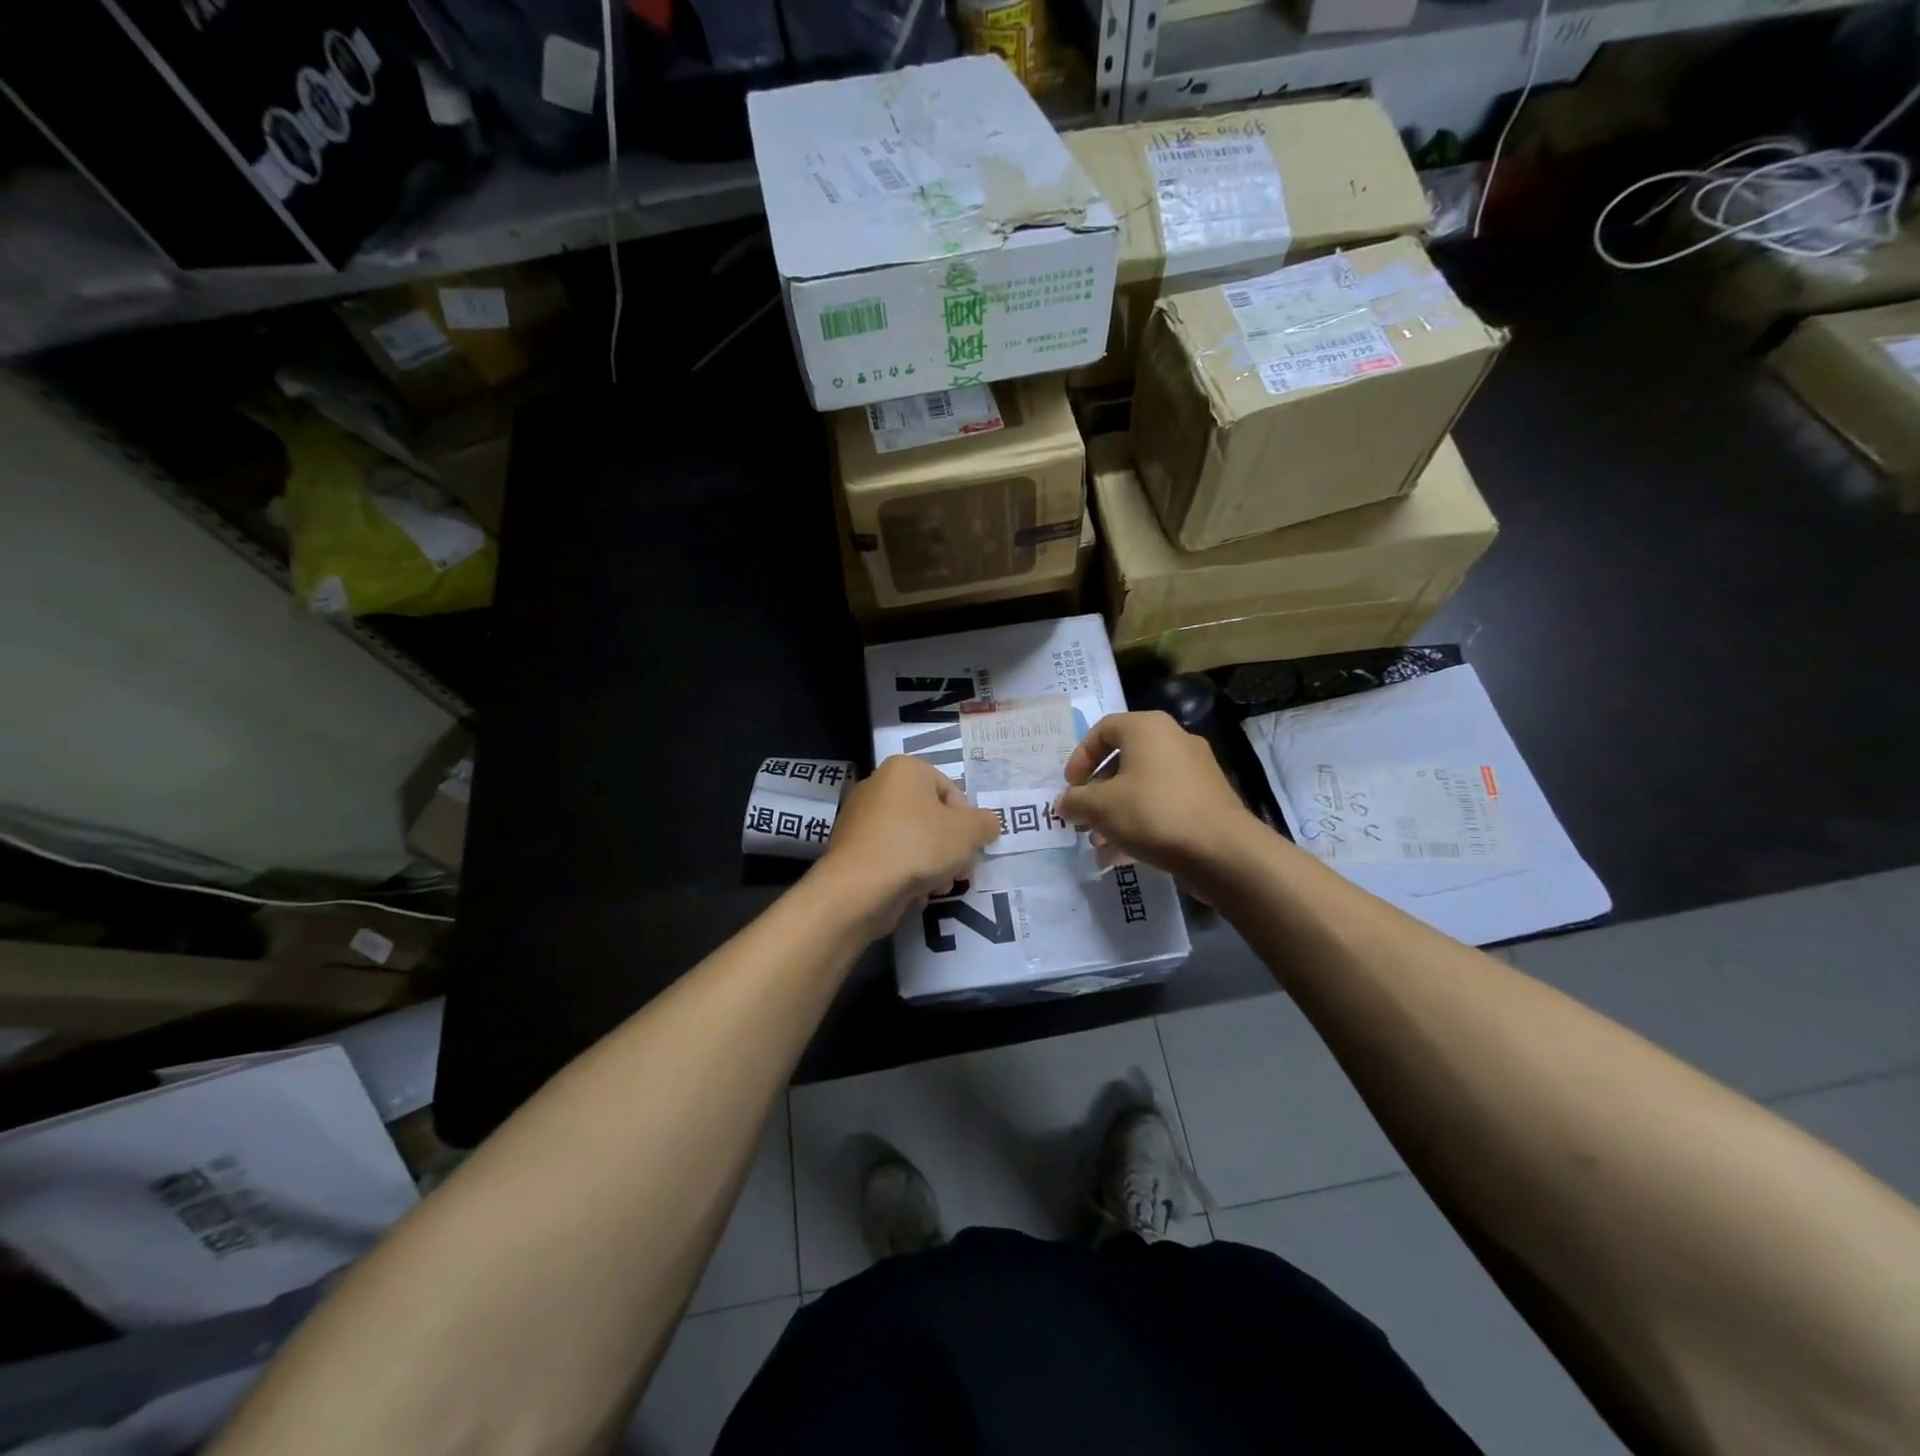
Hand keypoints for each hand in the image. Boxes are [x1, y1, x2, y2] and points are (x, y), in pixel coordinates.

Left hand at [815, 755, 1000, 934]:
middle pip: (930, 817)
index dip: (967, 822)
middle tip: (959, 872)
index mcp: (904, 769)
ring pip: (911, 840)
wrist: (860, 888)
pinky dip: (904, 874)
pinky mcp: (851, 850)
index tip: (971, 848)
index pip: (951, 791)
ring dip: (931, 865)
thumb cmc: (918, 846)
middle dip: (950, 847)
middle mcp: (877, 786)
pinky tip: (912, 894)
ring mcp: (859, 819)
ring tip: (937, 887)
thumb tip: (987, 824)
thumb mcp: (969, 833)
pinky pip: (890, 858)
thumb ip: (985, 824)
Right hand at [1055, 712, 1256, 881]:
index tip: (1070, 787)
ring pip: (1142, 788)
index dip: (1080, 757)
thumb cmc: (1153, 813)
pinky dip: (1140, 825)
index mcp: (1147, 728)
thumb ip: (1075, 801)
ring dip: (1115, 814)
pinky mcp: (1206, 801)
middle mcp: (1173, 741)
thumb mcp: (1100, 807)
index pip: (1103, 730)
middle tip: (1083, 818)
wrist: (1222, 851)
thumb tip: (1064, 803)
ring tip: (1098, 844)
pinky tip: (1120, 857)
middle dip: (1097, 793)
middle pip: (1123, 761)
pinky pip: (1163, 806)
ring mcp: (1194, 772)